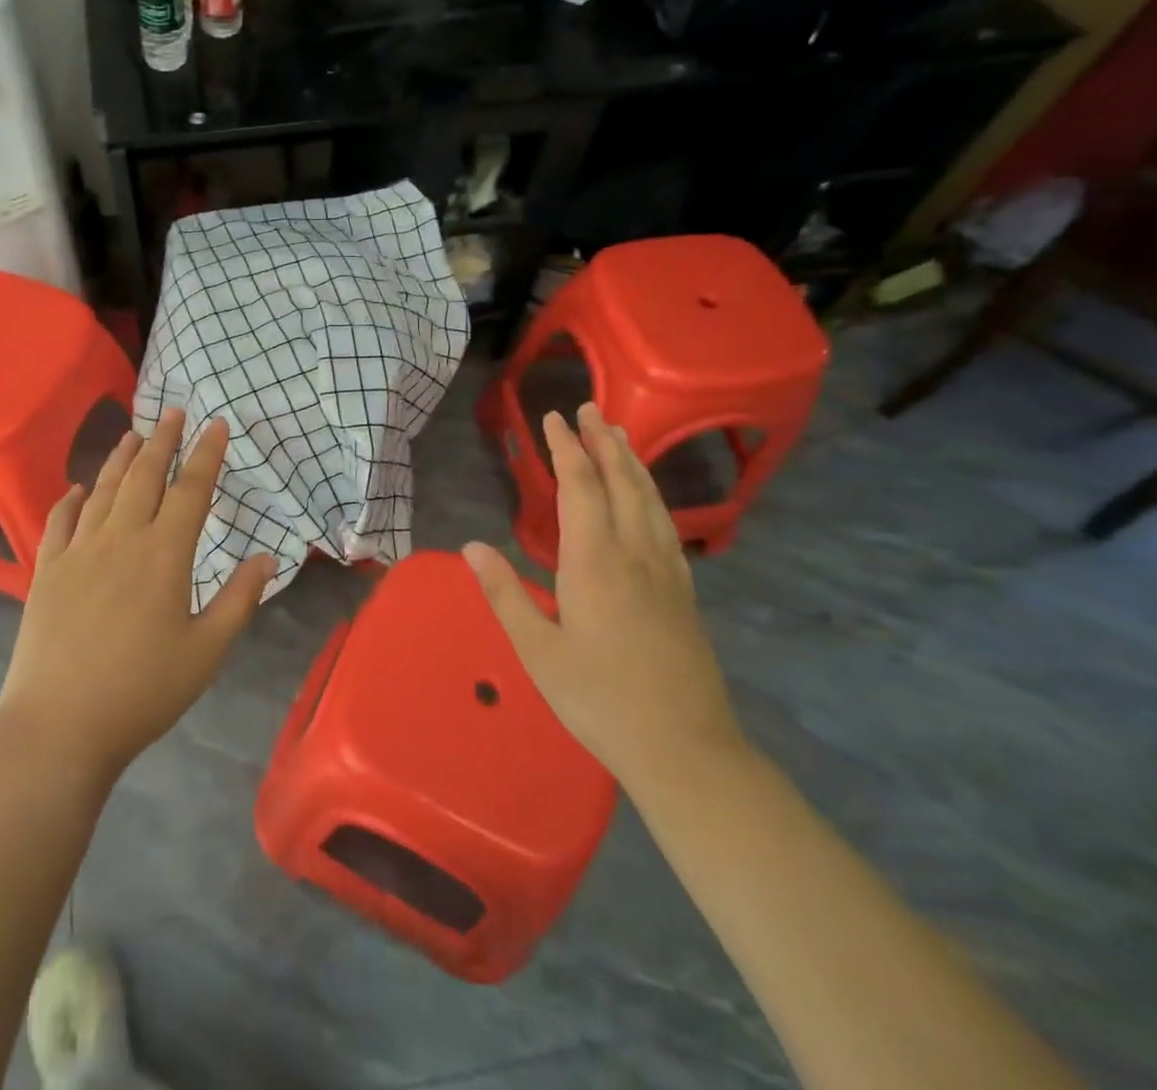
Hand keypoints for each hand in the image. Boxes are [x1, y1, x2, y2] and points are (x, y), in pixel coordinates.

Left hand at [0, 409, 276, 783]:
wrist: (59, 724)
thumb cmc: (143, 691)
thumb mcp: (206, 651)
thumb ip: (239, 599)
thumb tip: (267, 557)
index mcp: (165, 554)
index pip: (191, 489)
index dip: (206, 454)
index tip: (216, 425)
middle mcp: (121, 538)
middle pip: (145, 475)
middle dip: (163, 440)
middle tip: (173, 412)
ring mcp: (79, 550)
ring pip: (104, 489)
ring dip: (121, 457)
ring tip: (133, 433)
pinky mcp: (48, 569)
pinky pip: (61, 520)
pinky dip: (72, 497)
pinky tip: (79, 487)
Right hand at [463, 402, 742, 791]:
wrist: (686, 749)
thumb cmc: (599, 699)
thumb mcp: (537, 651)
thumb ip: (504, 594)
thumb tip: (470, 545)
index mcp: (596, 563)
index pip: (581, 488)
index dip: (566, 449)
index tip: (553, 418)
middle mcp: (635, 554)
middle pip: (622, 482)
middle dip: (603, 441)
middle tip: (589, 407)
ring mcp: (666, 572)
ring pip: (649, 499)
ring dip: (630, 461)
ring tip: (618, 433)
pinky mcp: (683, 591)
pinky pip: (666, 524)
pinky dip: (651, 494)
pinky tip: (647, 497)